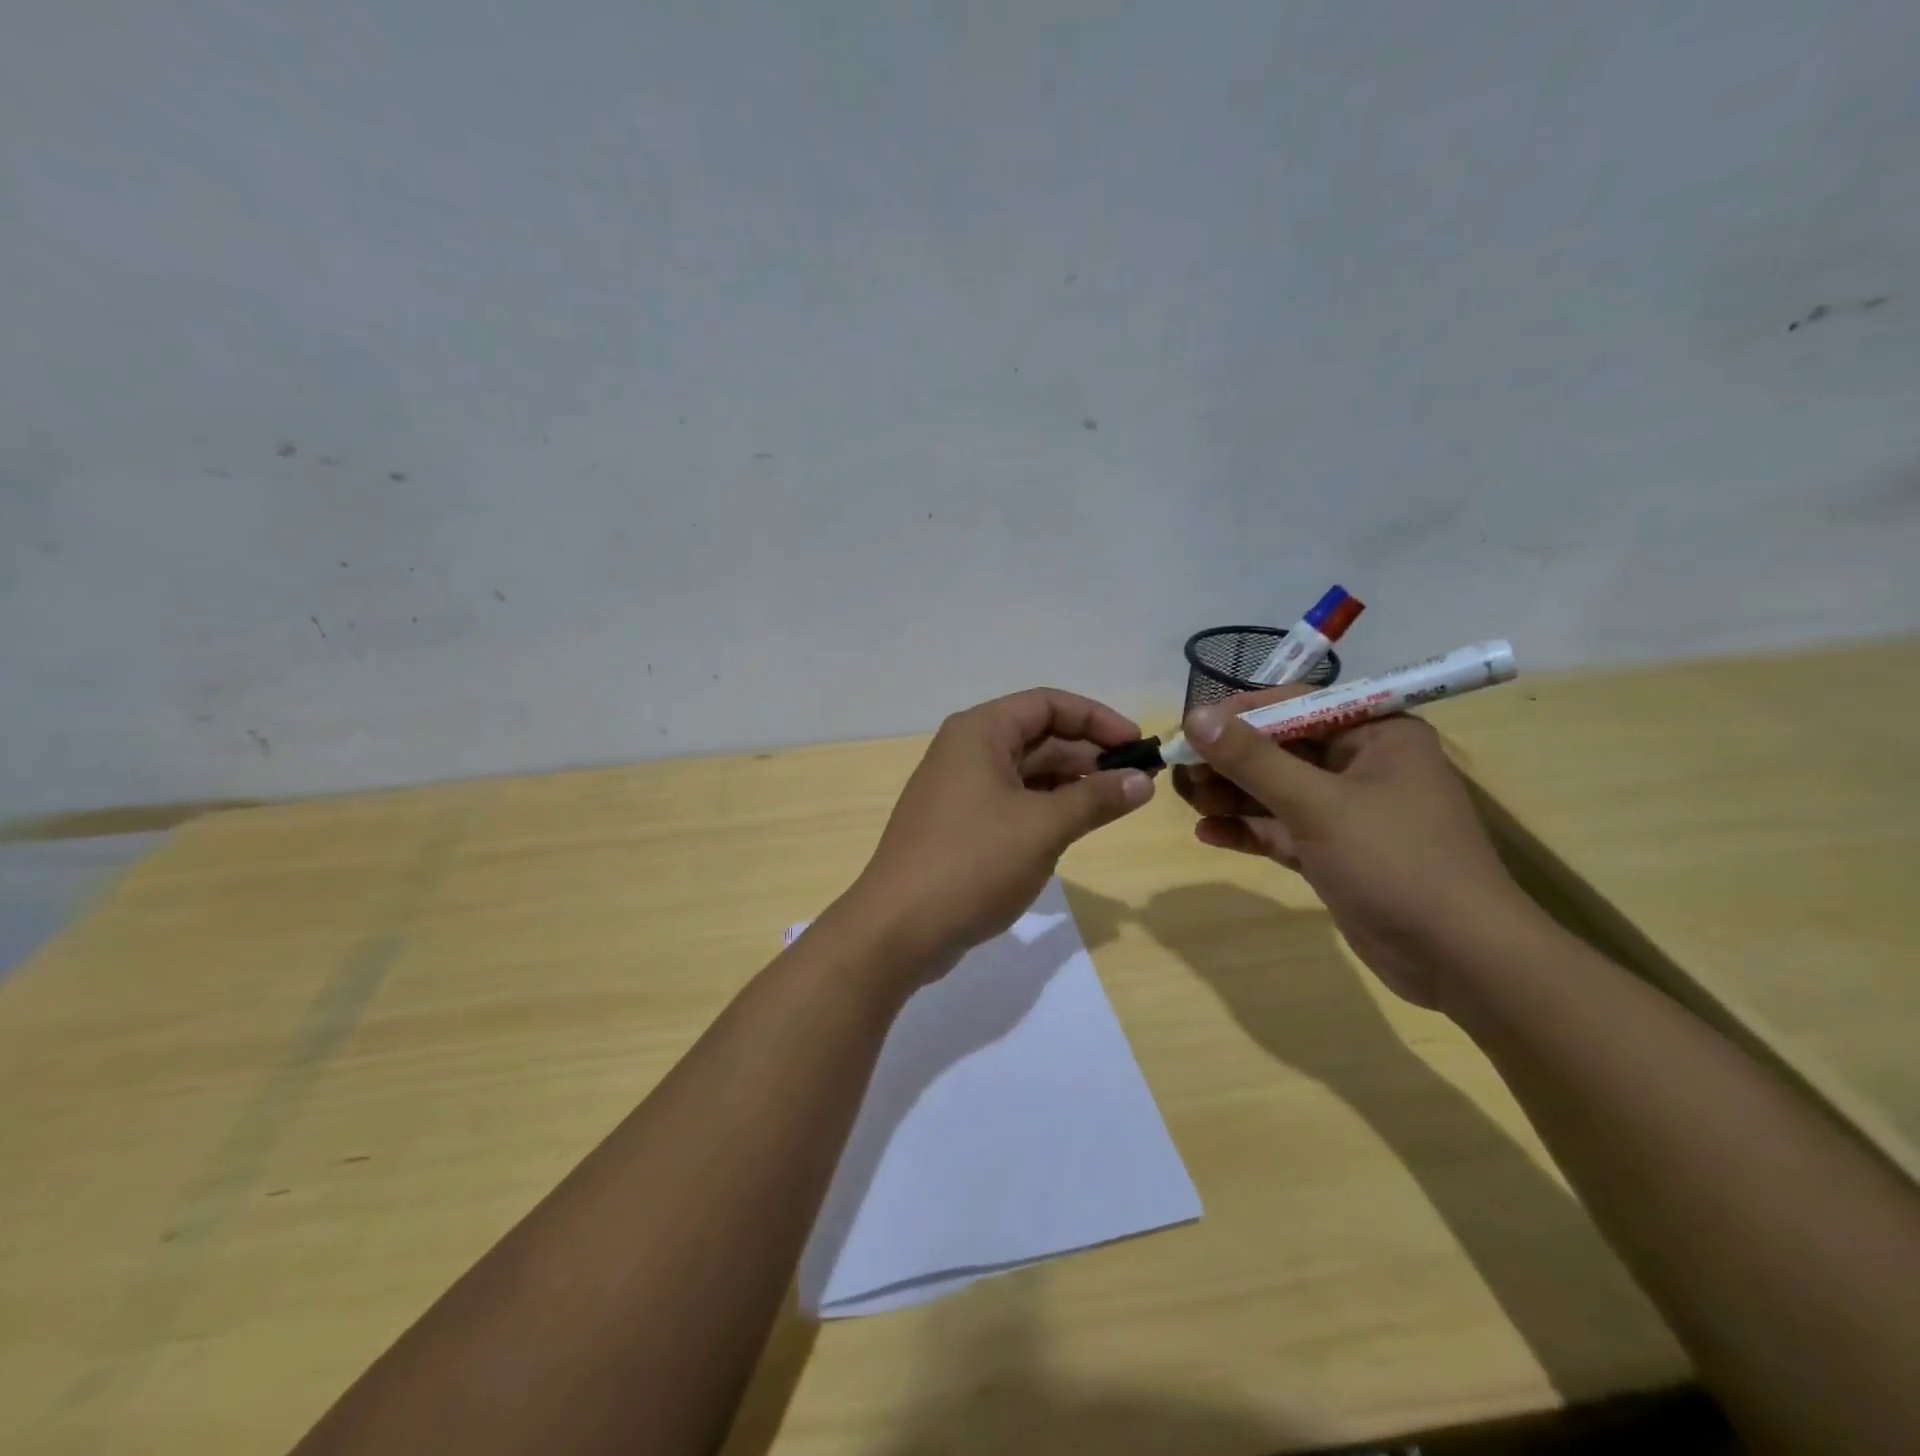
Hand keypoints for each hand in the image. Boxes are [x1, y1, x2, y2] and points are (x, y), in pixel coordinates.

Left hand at [840, 688, 1154, 980]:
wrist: (899, 928)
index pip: (1048, 704)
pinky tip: (1076, 826)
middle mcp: (966, 750)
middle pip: (1038, 736)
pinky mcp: (959, 825)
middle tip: (1137, 781)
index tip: (1138, 745)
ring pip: (1027, 772)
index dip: (1097, 719)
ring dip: (1071, 784)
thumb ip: (1096, 799)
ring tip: (1116, 804)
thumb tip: (1143, 781)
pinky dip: (1046, 808)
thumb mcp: (1044, 826)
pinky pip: (1012, 801)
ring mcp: (960, 789)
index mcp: (980, 732)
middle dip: (1088, 755)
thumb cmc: (973, 862)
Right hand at [1173, 689, 1537, 1008]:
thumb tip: (1194, 717)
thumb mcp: (1318, 804)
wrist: (1460, 960)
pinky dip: (1248, 830)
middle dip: (1230, 760)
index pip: (1296, 705)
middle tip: (1180, 771)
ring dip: (1232, 795)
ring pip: (1276, 791)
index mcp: (1376, 734)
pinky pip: (1282, 829)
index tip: (1190, 729)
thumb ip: (1253, 760)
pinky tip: (1207, 833)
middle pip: (1281, 749)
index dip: (1240, 714)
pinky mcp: (1334, 853)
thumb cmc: (1396, 862)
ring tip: (1186, 800)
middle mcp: (1362, 764)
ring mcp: (1348, 812)